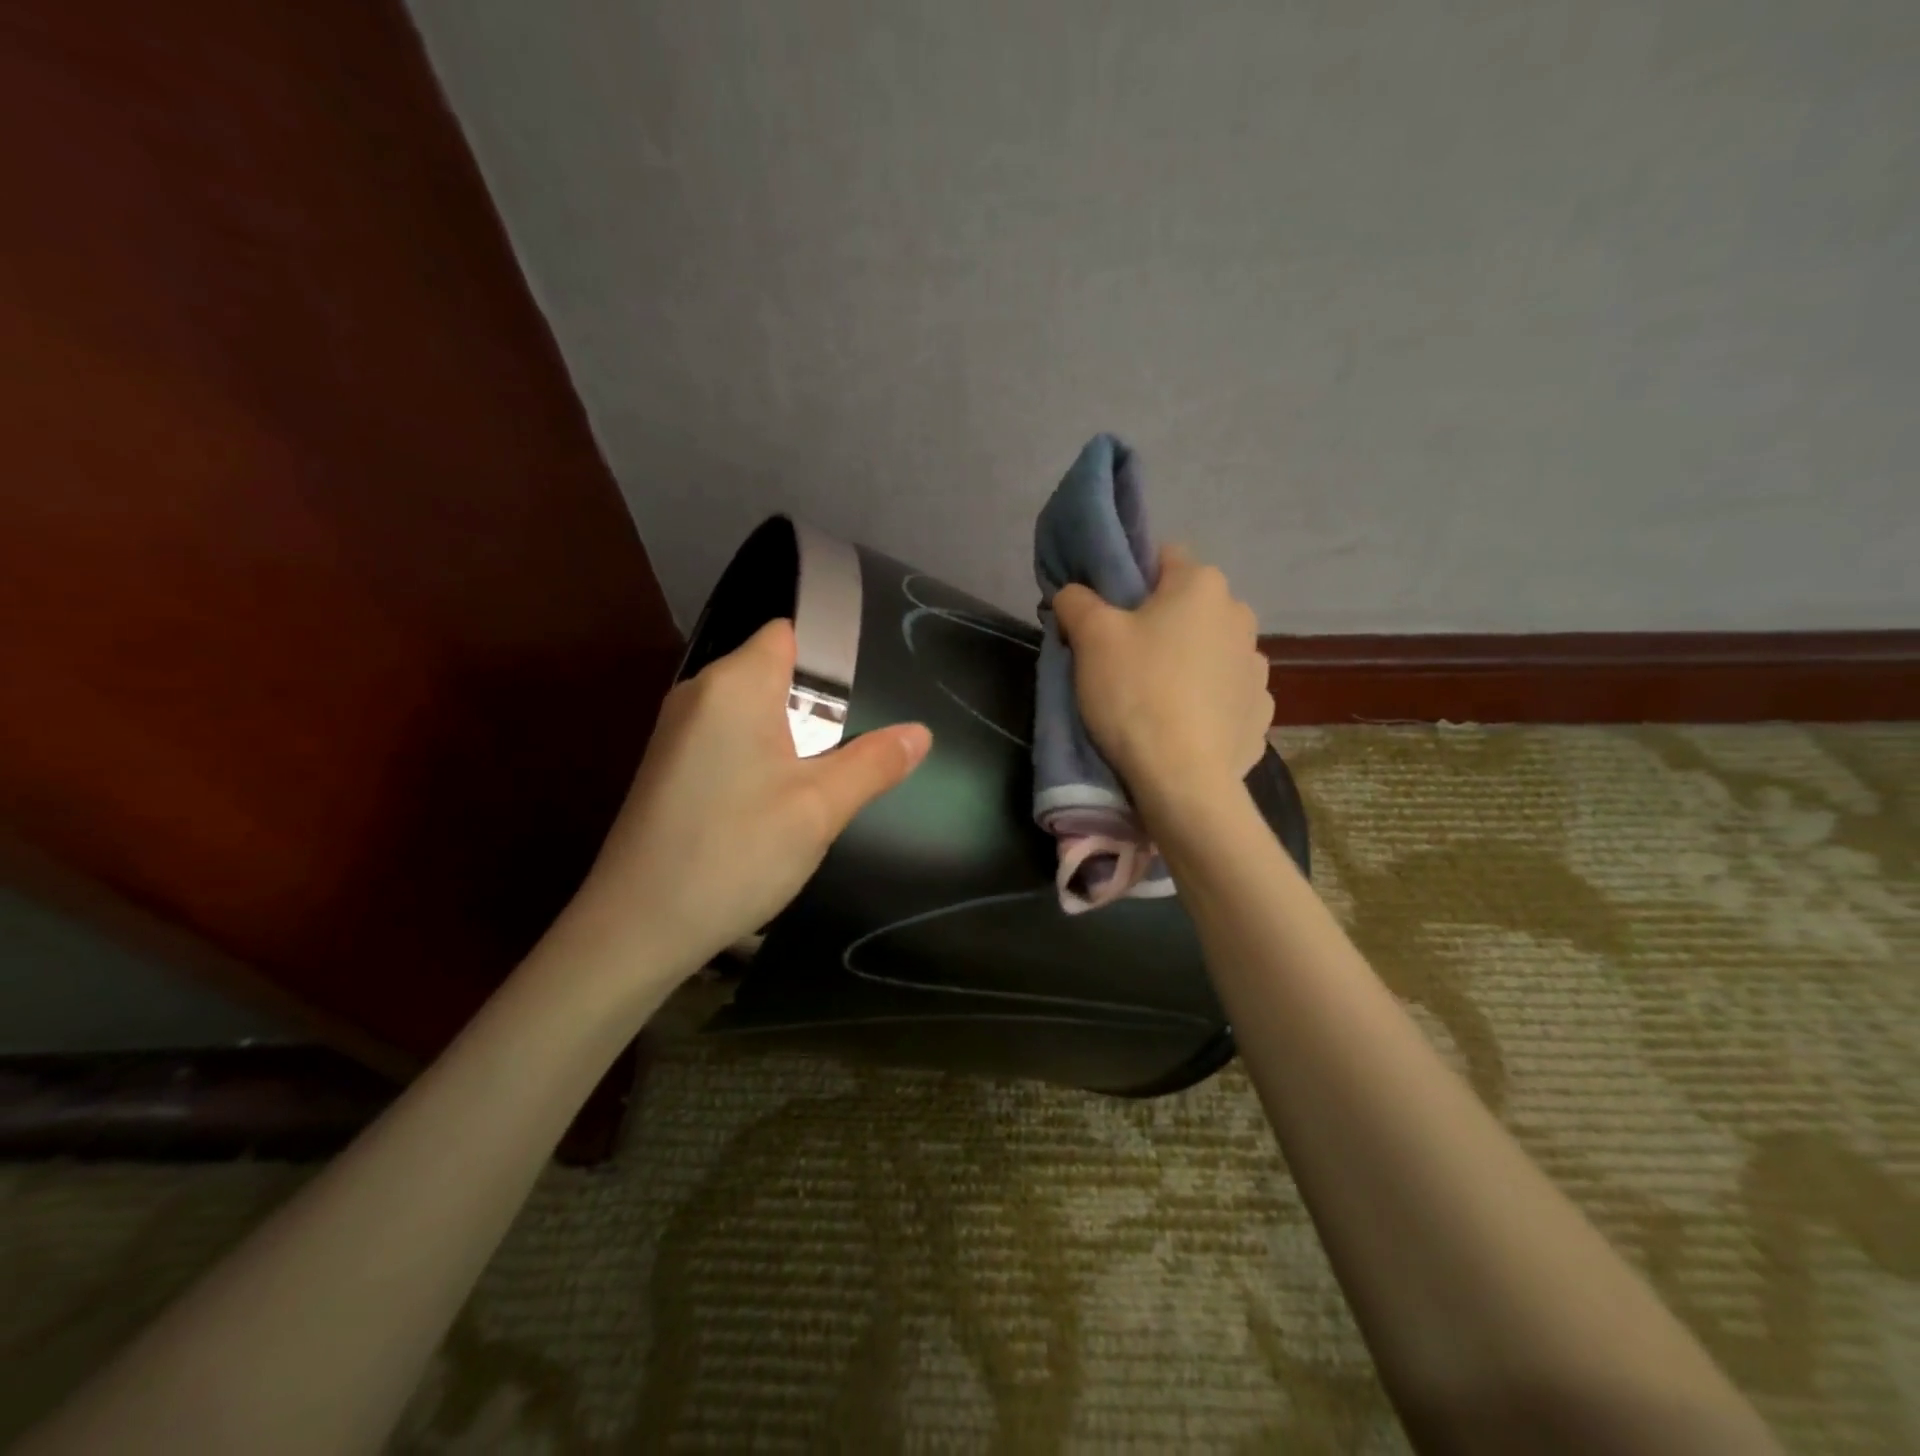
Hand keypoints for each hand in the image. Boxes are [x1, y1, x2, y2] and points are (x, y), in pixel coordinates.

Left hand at [556, 619, 930, 990]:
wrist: (637, 928)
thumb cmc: (735, 853)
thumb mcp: (820, 808)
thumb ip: (874, 763)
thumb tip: (921, 733)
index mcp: (734, 685)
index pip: (788, 634)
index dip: (831, 655)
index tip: (863, 699)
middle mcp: (699, 693)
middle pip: (772, 672)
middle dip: (817, 704)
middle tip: (851, 749)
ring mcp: (677, 731)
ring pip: (752, 710)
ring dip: (791, 736)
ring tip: (820, 781)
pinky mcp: (669, 766)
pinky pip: (728, 738)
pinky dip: (761, 756)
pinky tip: (775, 803)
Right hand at [1053, 545, 1270, 813]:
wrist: (1182, 779)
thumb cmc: (1135, 693)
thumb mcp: (1090, 637)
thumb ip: (1076, 601)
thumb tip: (1073, 593)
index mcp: (1203, 585)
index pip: (1162, 557)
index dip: (1129, 578)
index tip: (1106, 612)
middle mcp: (1240, 616)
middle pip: (1188, 607)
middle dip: (1158, 623)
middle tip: (1122, 657)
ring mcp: (1256, 668)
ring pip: (1209, 650)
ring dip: (1186, 662)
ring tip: (1154, 698)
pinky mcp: (1259, 713)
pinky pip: (1225, 694)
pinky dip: (1205, 701)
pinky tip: (1181, 726)